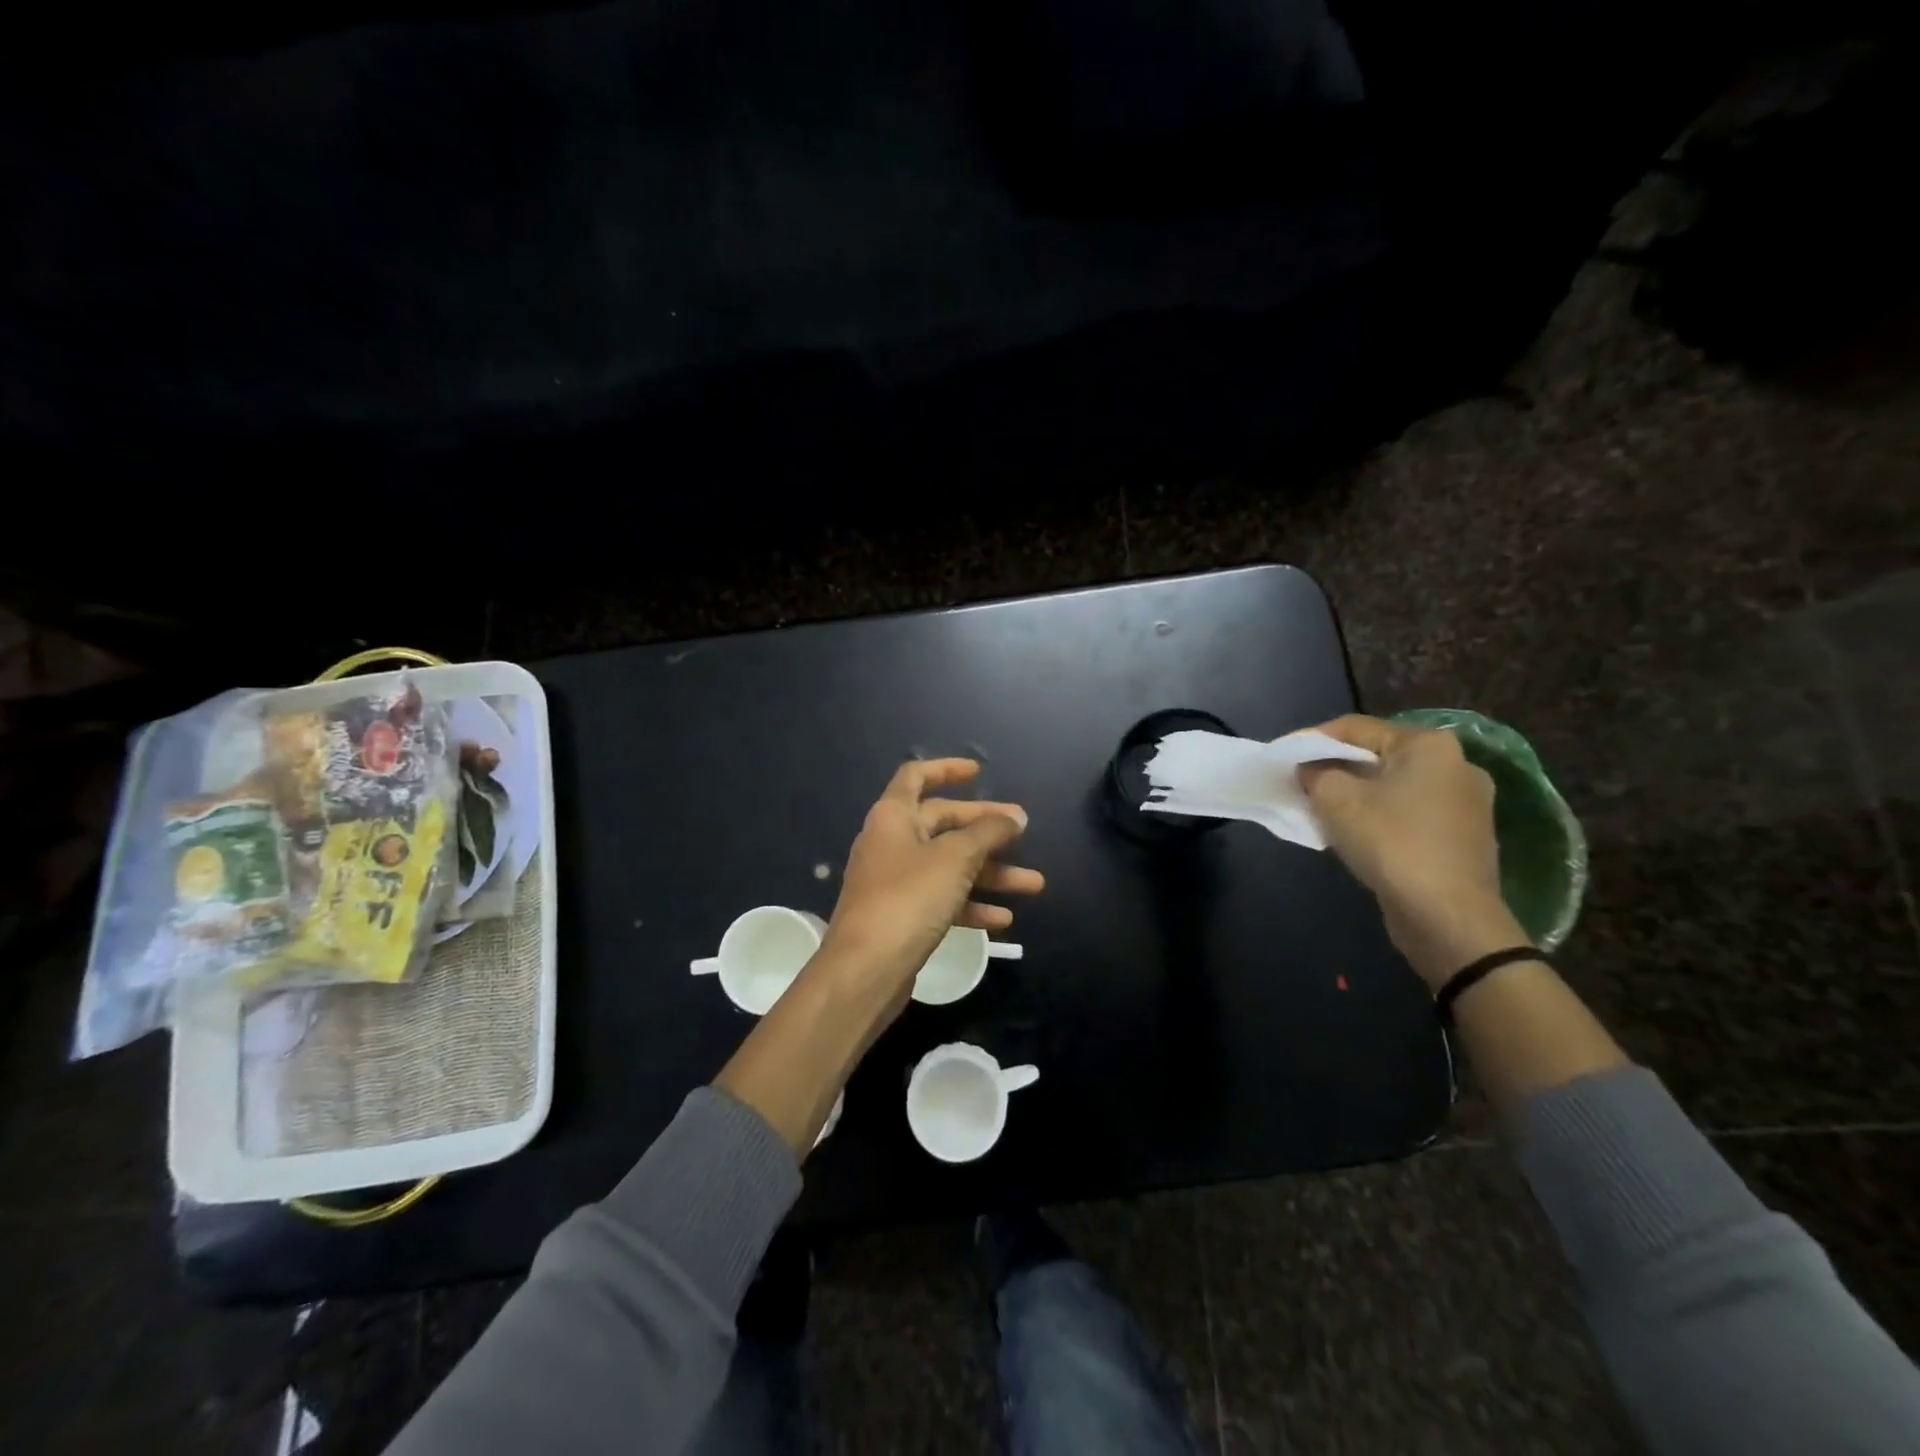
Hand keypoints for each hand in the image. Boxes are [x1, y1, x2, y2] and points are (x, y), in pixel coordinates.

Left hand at [819, 758, 1044, 1003]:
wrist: (866, 970)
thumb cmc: (909, 898)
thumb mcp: (955, 858)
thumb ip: (988, 833)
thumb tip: (1015, 816)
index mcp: (893, 817)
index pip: (917, 777)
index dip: (947, 769)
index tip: (980, 773)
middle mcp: (892, 843)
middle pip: (943, 824)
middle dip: (986, 830)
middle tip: (1024, 833)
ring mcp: (896, 882)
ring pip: (950, 866)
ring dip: (991, 873)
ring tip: (1034, 884)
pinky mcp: (903, 917)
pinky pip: (944, 900)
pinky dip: (972, 905)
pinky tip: (1003, 919)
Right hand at [1297, 715, 1524, 986]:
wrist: (1448, 918)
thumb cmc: (1391, 844)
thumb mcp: (1336, 800)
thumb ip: (1315, 773)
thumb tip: (1310, 769)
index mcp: (1430, 745)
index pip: (1356, 728)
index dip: (1312, 739)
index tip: (1282, 756)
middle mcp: (1457, 765)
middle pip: (1378, 757)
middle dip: (1336, 769)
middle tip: (1301, 784)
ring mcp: (1466, 804)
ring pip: (1394, 787)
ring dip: (1357, 795)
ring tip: (1322, 811)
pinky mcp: (1464, 837)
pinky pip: (1410, 814)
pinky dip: (1380, 817)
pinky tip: (1357, 835)